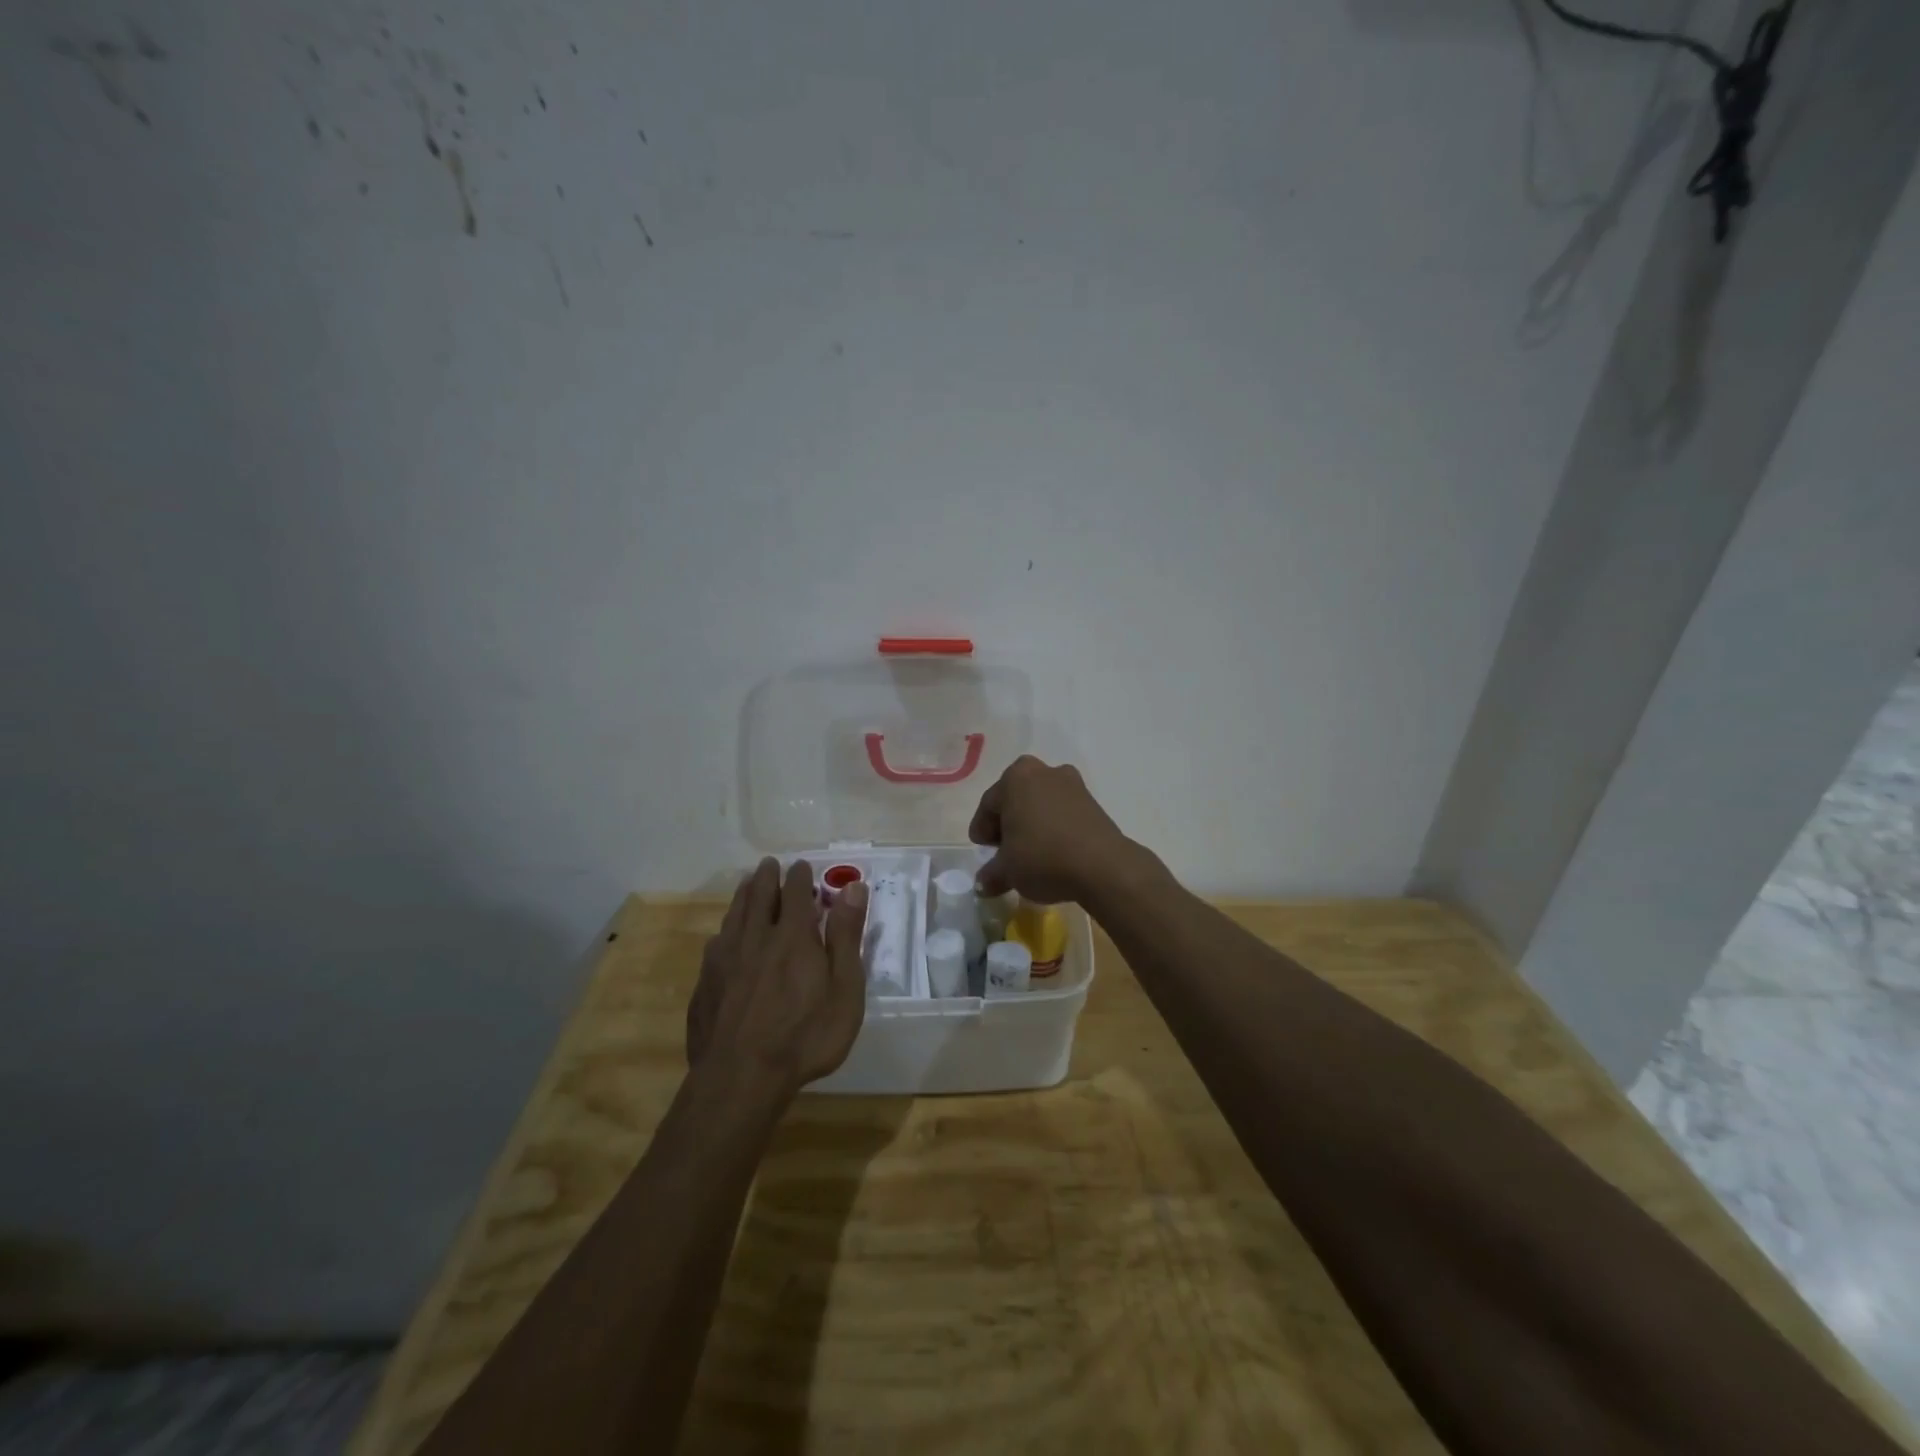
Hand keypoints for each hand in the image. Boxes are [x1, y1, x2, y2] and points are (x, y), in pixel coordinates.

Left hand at [687, 859, 868, 1099]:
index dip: (800, 877)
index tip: (802, 866)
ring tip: (747, 885)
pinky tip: (723, 937)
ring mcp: (724, 961)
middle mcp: (755, 938)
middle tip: (769, 864)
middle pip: (759, 897)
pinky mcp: (705, 985)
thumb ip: (846, 935)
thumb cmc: (805, 1035)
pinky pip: (715, 945)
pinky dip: (724, 931)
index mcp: (793, 936)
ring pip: (733, 916)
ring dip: (743, 896)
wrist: (740, 1078)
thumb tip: (852, 887)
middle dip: (767, 878)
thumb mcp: (844, 988)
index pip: (796, 893)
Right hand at [969, 755, 1135, 902]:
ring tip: (1030, 853)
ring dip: (1032, 824)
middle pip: (1015, 799)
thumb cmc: (1042, 858)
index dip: (982, 830)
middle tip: (1004, 850)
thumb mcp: (1007, 871)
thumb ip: (991, 874)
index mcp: (1015, 778)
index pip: (989, 805)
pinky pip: (1062, 812)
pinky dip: (1054, 827)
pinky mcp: (1093, 801)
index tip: (982, 851)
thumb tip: (983, 884)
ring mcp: (1072, 784)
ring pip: (1040, 803)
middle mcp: (1043, 771)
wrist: (1102, 866)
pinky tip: (1053, 851)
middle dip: (1008, 823)